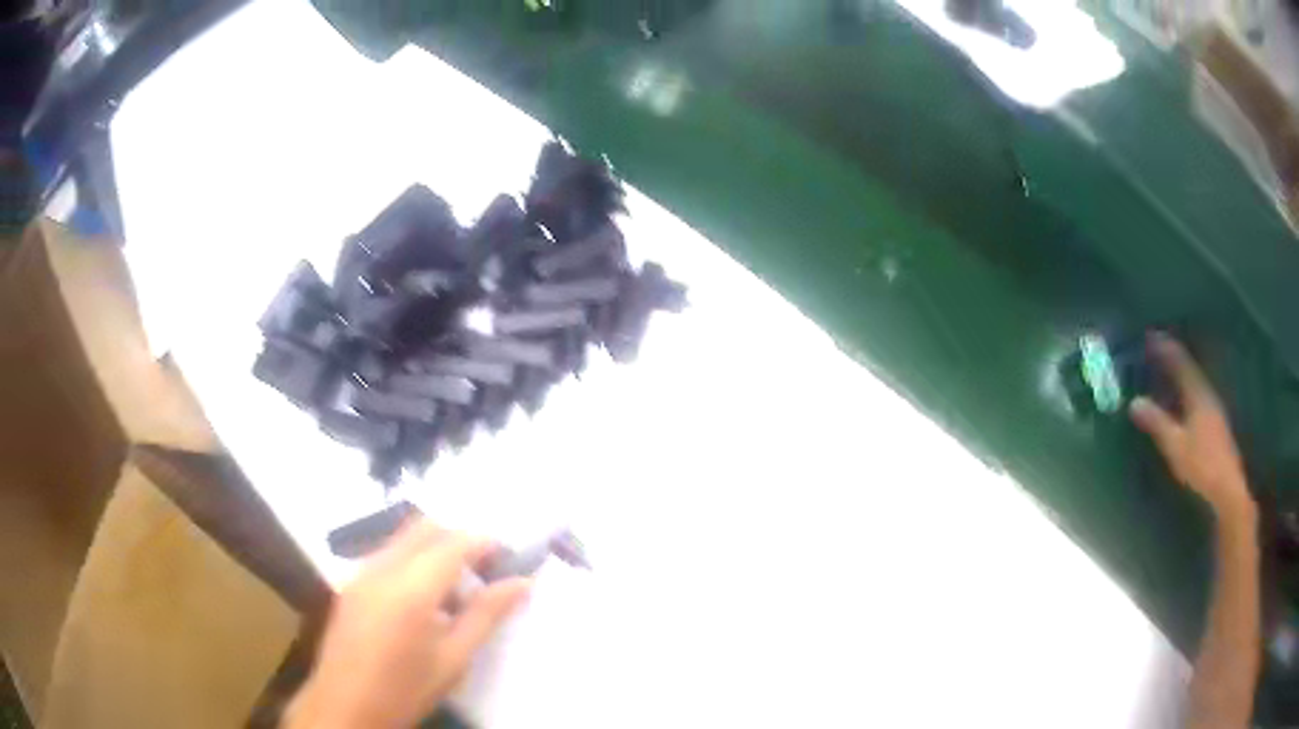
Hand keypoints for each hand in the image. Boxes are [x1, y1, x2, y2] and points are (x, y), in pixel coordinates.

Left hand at [286, 520, 530, 728]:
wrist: (345, 706)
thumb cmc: (406, 689)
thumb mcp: (453, 659)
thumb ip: (486, 615)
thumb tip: (521, 583)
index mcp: (411, 590)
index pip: (454, 543)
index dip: (485, 542)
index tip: (510, 555)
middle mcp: (381, 569)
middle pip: (425, 528)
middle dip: (459, 537)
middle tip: (486, 567)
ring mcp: (360, 573)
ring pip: (404, 538)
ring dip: (435, 547)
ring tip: (458, 585)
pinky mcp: (350, 583)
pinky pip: (387, 554)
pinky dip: (412, 559)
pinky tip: (424, 597)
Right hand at [1129, 333, 1254, 524]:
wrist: (1227, 489)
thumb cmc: (1201, 465)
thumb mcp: (1175, 446)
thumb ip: (1157, 423)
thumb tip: (1134, 402)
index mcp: (1197, 394)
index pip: (1180, 362)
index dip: (1165, 348)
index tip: (1150, 336)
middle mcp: (1207, 394)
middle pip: (1189, 369)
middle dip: (1173, 360)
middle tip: (1157, 352)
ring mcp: (1214, 409)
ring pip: (1195, 383)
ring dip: (1181, 376)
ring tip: (1167, 374)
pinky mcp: (1216, 424)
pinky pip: (1198, 397)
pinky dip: (1187, 392)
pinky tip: (1182, 402)